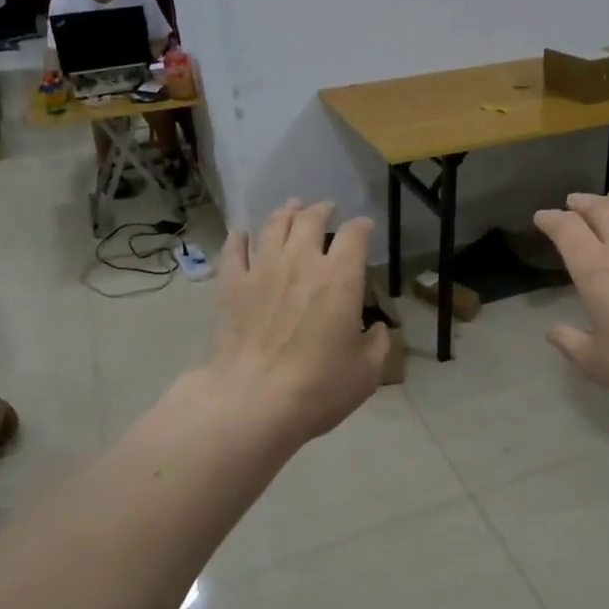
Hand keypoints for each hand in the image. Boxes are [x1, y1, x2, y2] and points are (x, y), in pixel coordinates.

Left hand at [200, 200, 388, 448]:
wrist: (251, 401)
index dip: (362, 227)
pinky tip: (242, 233)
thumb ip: (378, 343)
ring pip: (273, 225)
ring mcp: (261, 269)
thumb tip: (378, 329)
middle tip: (326, 209)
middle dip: (322, 210)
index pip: (355, 235)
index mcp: (340, 277)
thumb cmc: (318, 387)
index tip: (364, 228)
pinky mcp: (230, 285)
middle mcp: (301, 261)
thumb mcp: (367, 372)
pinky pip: (234, 249)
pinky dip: (240, 237)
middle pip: (310, 219)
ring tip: (291, 207)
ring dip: (285, 212)